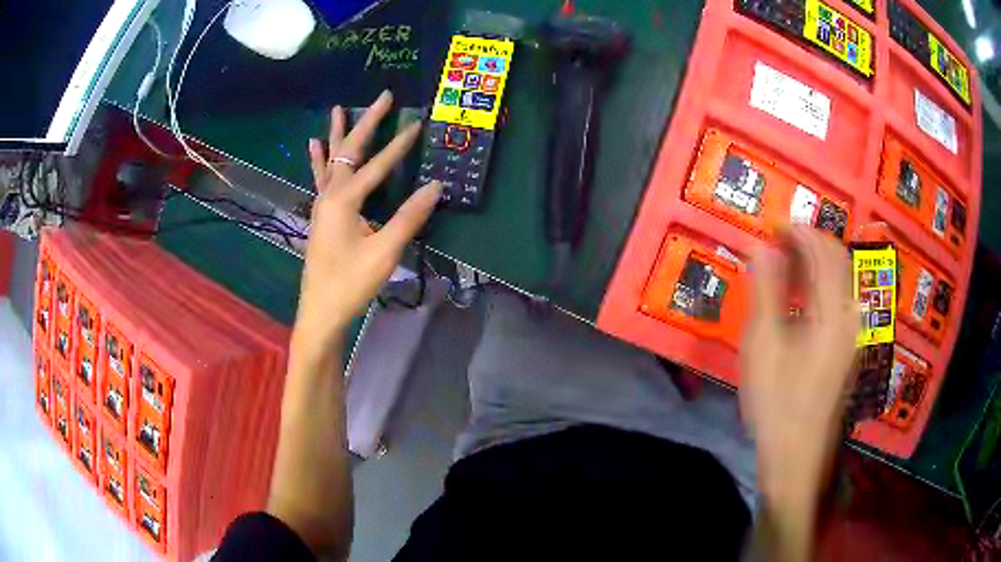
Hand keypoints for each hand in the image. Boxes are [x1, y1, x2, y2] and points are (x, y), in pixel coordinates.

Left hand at [294, 91, 441, 356]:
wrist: (321, 311)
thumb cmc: (350, 283)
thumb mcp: (384, 252)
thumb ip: (408, 217)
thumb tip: (435, 186)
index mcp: (344, 200)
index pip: (378, 165)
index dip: (400, 145)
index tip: (419, 123)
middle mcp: (330, 194)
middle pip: (350, 151)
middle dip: (367, 122)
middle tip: (382, 96)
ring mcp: (322, 204)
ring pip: (332, 160)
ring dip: (339, 134)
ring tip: (338, 109)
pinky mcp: (321, 215)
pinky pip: (321, 178)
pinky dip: (319, 159)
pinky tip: (314, 146)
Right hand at [740, 227, 858, 560]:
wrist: (796, 454)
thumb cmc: (776, 402)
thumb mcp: (764, 346)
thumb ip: (766, 290)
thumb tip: (761, 246)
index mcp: (832, 313)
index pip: (823, 251)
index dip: (800, 232)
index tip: (773, 226)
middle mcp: (850, 316)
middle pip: (839, 259)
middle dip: (811, 241)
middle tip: (779, 242)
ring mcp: (853, 333)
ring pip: (842, 278)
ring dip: (818, 261)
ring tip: (788, 263)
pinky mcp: (848, 348)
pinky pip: (841, 299)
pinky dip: (823, 283)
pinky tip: (803, 296)